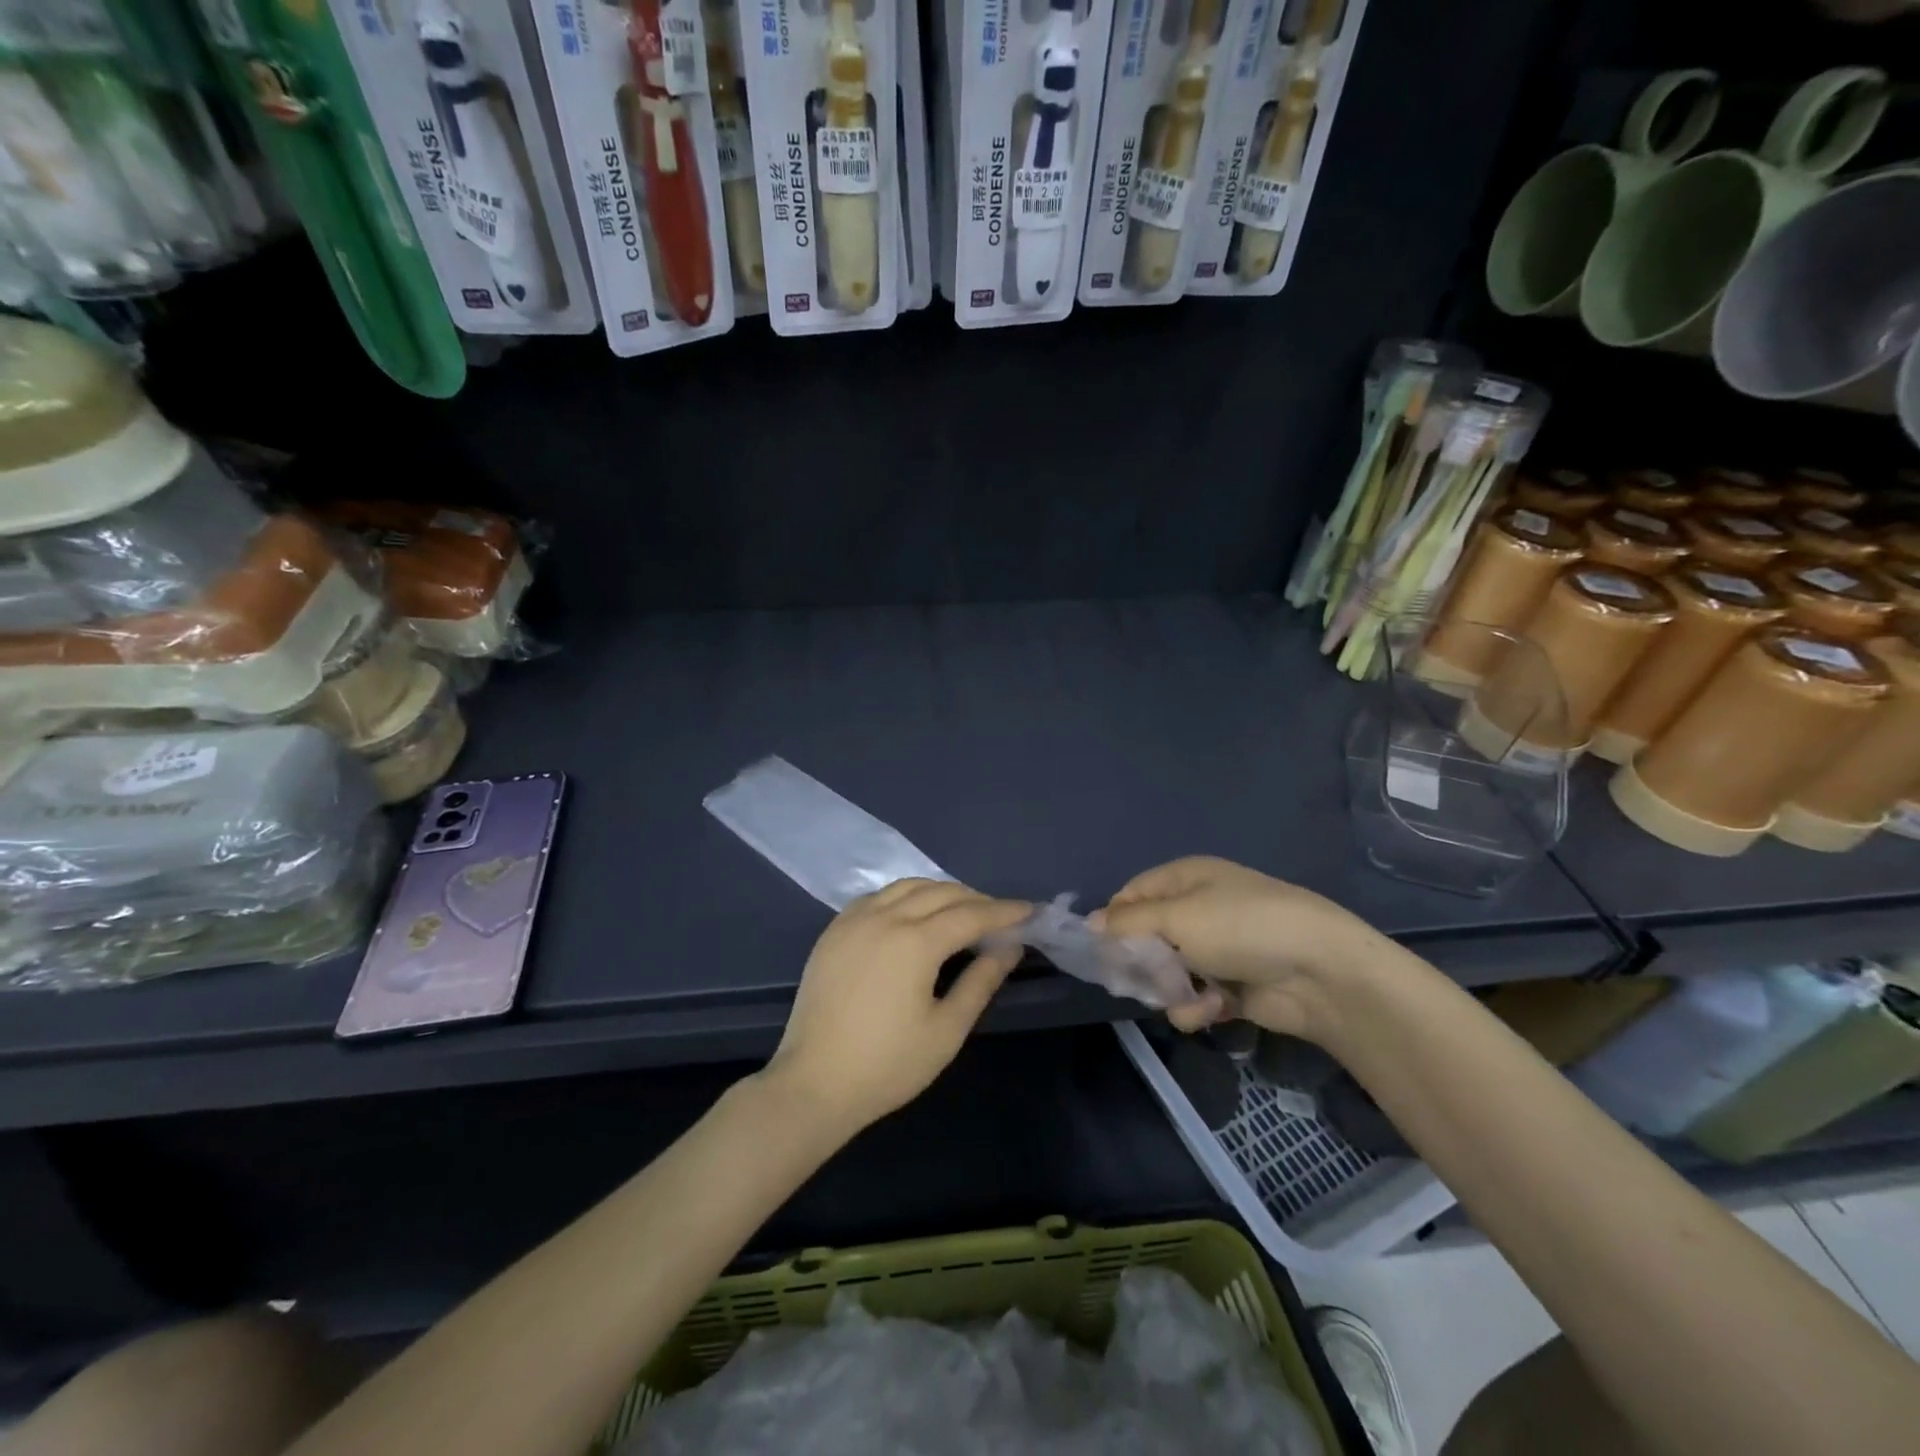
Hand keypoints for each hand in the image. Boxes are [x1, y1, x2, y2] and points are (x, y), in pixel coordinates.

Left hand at [764, 880, 1029, 1137]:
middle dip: (976, 899)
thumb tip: (1009, 948)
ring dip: (941, 892)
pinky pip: (878, 897)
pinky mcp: (833, 930)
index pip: (971, 914)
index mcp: (915, 942)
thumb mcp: (946, 1030)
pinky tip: (914, 914)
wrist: (813, 1084)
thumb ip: (980, 982)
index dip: (1004, 912)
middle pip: (941, 892)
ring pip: (907, 886)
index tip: (1030, 912)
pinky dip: (906, 896)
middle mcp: (884, 917)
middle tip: (1000, 917)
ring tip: (962, 911)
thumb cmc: (887, 1065)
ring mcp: (854, 920)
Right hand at [1097, 857, 1397, 1042]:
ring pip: (1169, 972)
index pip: (1133, 894)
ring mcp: (1218, 949)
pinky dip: (1198, 1006)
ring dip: (1170, 988)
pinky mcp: (1233, 985)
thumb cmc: (1240, 928)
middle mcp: (1199, 909)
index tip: (1101, 949)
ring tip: (1183, 996)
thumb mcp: (1176, 917)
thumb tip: (1090, 923)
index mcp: (1186, 879)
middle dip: (1142, 961)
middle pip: (1148, 936)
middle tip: (1135, 981)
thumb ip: (1128, 923)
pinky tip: (1211, 1009)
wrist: (1320, 971)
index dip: (1114, 919)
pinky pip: (1196, 996)